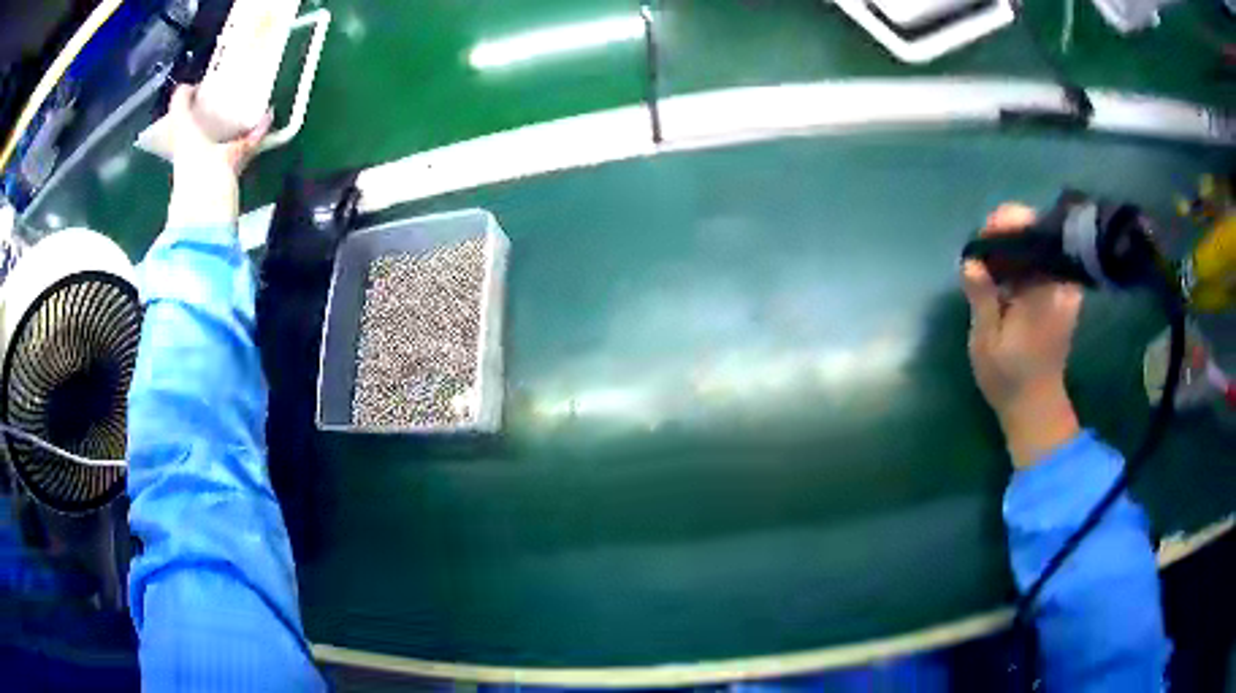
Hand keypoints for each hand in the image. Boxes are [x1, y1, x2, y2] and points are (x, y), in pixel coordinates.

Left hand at [166, 84, 270, 227]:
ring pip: (197, 135)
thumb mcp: (231, 157)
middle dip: (203, 106)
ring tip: (233, 116)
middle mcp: (183, 144)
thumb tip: (268, 116)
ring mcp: (189, 163)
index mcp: (184, 131)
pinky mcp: (199, 180)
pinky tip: (236, 143)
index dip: (189, 88)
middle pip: (187, 118)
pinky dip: (220, 145)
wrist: (198, 231)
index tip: (207, 81)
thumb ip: (249, 139)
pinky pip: (208, 153)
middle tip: (224, 95)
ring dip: (211, 126)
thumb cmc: (207, 185)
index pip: (179, 100)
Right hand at [962, 204, 1082, 467]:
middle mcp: (1060, 283)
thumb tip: (971, 260)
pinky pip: (1044, 259)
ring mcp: (1065, 288)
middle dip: (1009, 230)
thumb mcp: (986, 342)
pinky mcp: (1063, 294)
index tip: (983, 238)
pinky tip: (1006, 272)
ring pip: (1040, 242)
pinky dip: (1024, 257)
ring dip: (1015, 243)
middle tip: (983, 251)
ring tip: (990, 261)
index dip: (1006, 224)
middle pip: (1038, 231)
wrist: (1036, 407)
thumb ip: (982, 298)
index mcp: (1044, 292)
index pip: (1032, 234)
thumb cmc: (1009, 378)